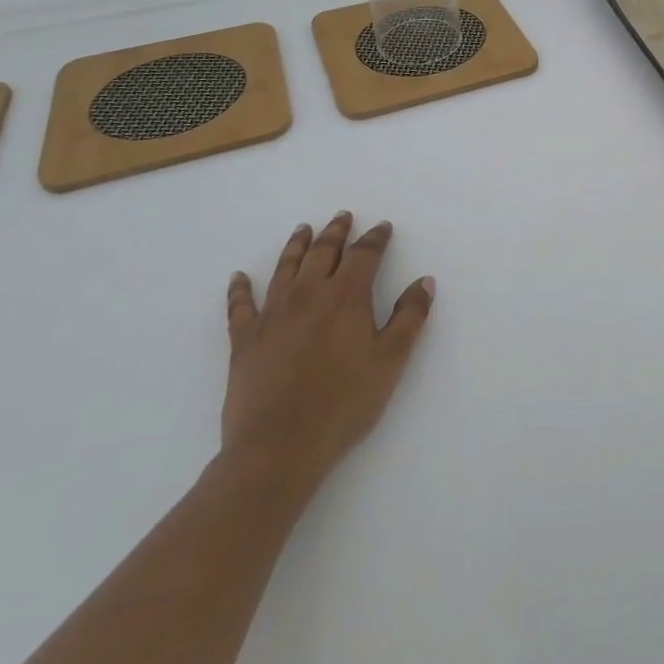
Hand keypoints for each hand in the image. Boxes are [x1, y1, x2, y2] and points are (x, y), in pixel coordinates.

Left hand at [220, 212, 435, 490]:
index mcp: (346, 296)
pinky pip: (241, 306)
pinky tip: (239, 277)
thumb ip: (410, 317)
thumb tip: (424, 281)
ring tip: (303, 229)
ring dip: (296, 246)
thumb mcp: (391, 361)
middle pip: (323, 252)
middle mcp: (308, 294)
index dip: (375, 238)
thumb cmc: (344, 403)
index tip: (382, 227)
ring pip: (285, 268)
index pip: (364, 255)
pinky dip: (240, 289)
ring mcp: (272, 315)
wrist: (279, 447)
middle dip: (336, 232)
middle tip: (342, 217)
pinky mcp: (245, 340)